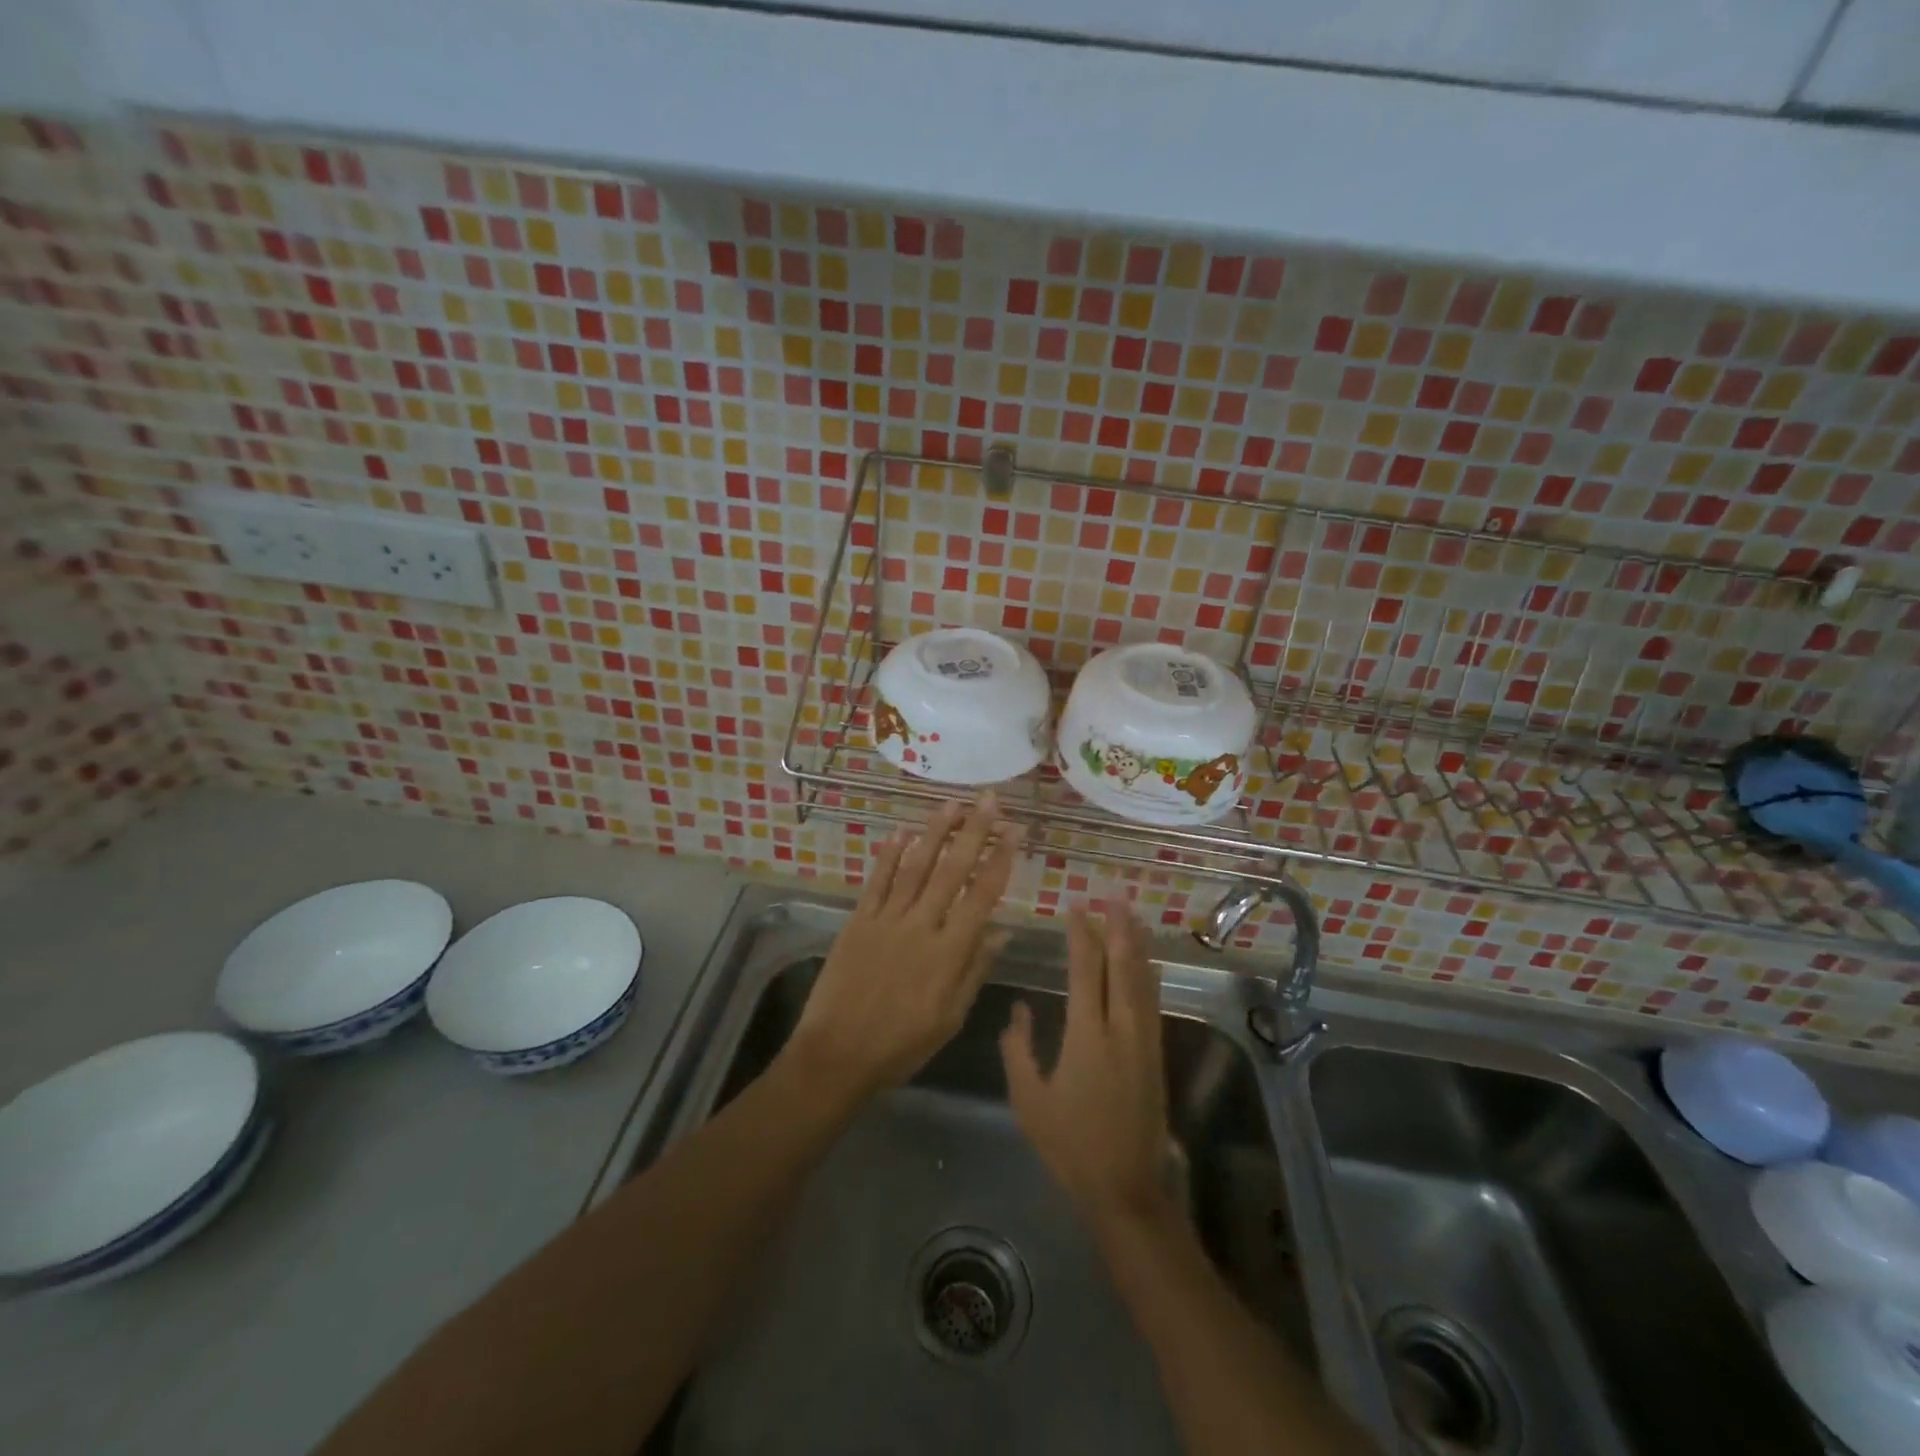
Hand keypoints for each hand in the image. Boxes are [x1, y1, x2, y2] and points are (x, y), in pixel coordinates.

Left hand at [786, 797, 1021, 1104]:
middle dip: (973, 831)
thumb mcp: (950, 1017)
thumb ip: (975, 969)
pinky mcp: (858, 921)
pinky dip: (889, 855)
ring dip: (934, 832)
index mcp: (949, 952)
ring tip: (951, 804)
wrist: (837, 1055)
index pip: (982, 895)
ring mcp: (886, 919)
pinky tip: (901, 832)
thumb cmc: (901, 1044)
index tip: (1014, 831)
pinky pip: (877, 881)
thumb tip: (1001, 930)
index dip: (1000, 860)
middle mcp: (920, 926)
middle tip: (988, 799)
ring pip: (915, 866)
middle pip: (951, 870)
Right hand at [1001, 903, 1171, 1226]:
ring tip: (1133, 918)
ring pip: (1143, 981)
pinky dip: (1150, 975)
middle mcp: (1120, 1029)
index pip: (1084, 971)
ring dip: (1137, 946)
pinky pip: (1153, 1002)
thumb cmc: (1070, 1145)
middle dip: (1118, 929)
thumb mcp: (1029, 1100)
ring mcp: (1144, 1041)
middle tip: (1114, 897)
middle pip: (1122, 966)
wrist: (1126, 1187)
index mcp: (1086, 1035)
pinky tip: (1150, 965)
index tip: (1076, 909)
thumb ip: (1019, 1049)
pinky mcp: (1156, 1056)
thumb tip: (1019, 1010)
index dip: (1081, 937)